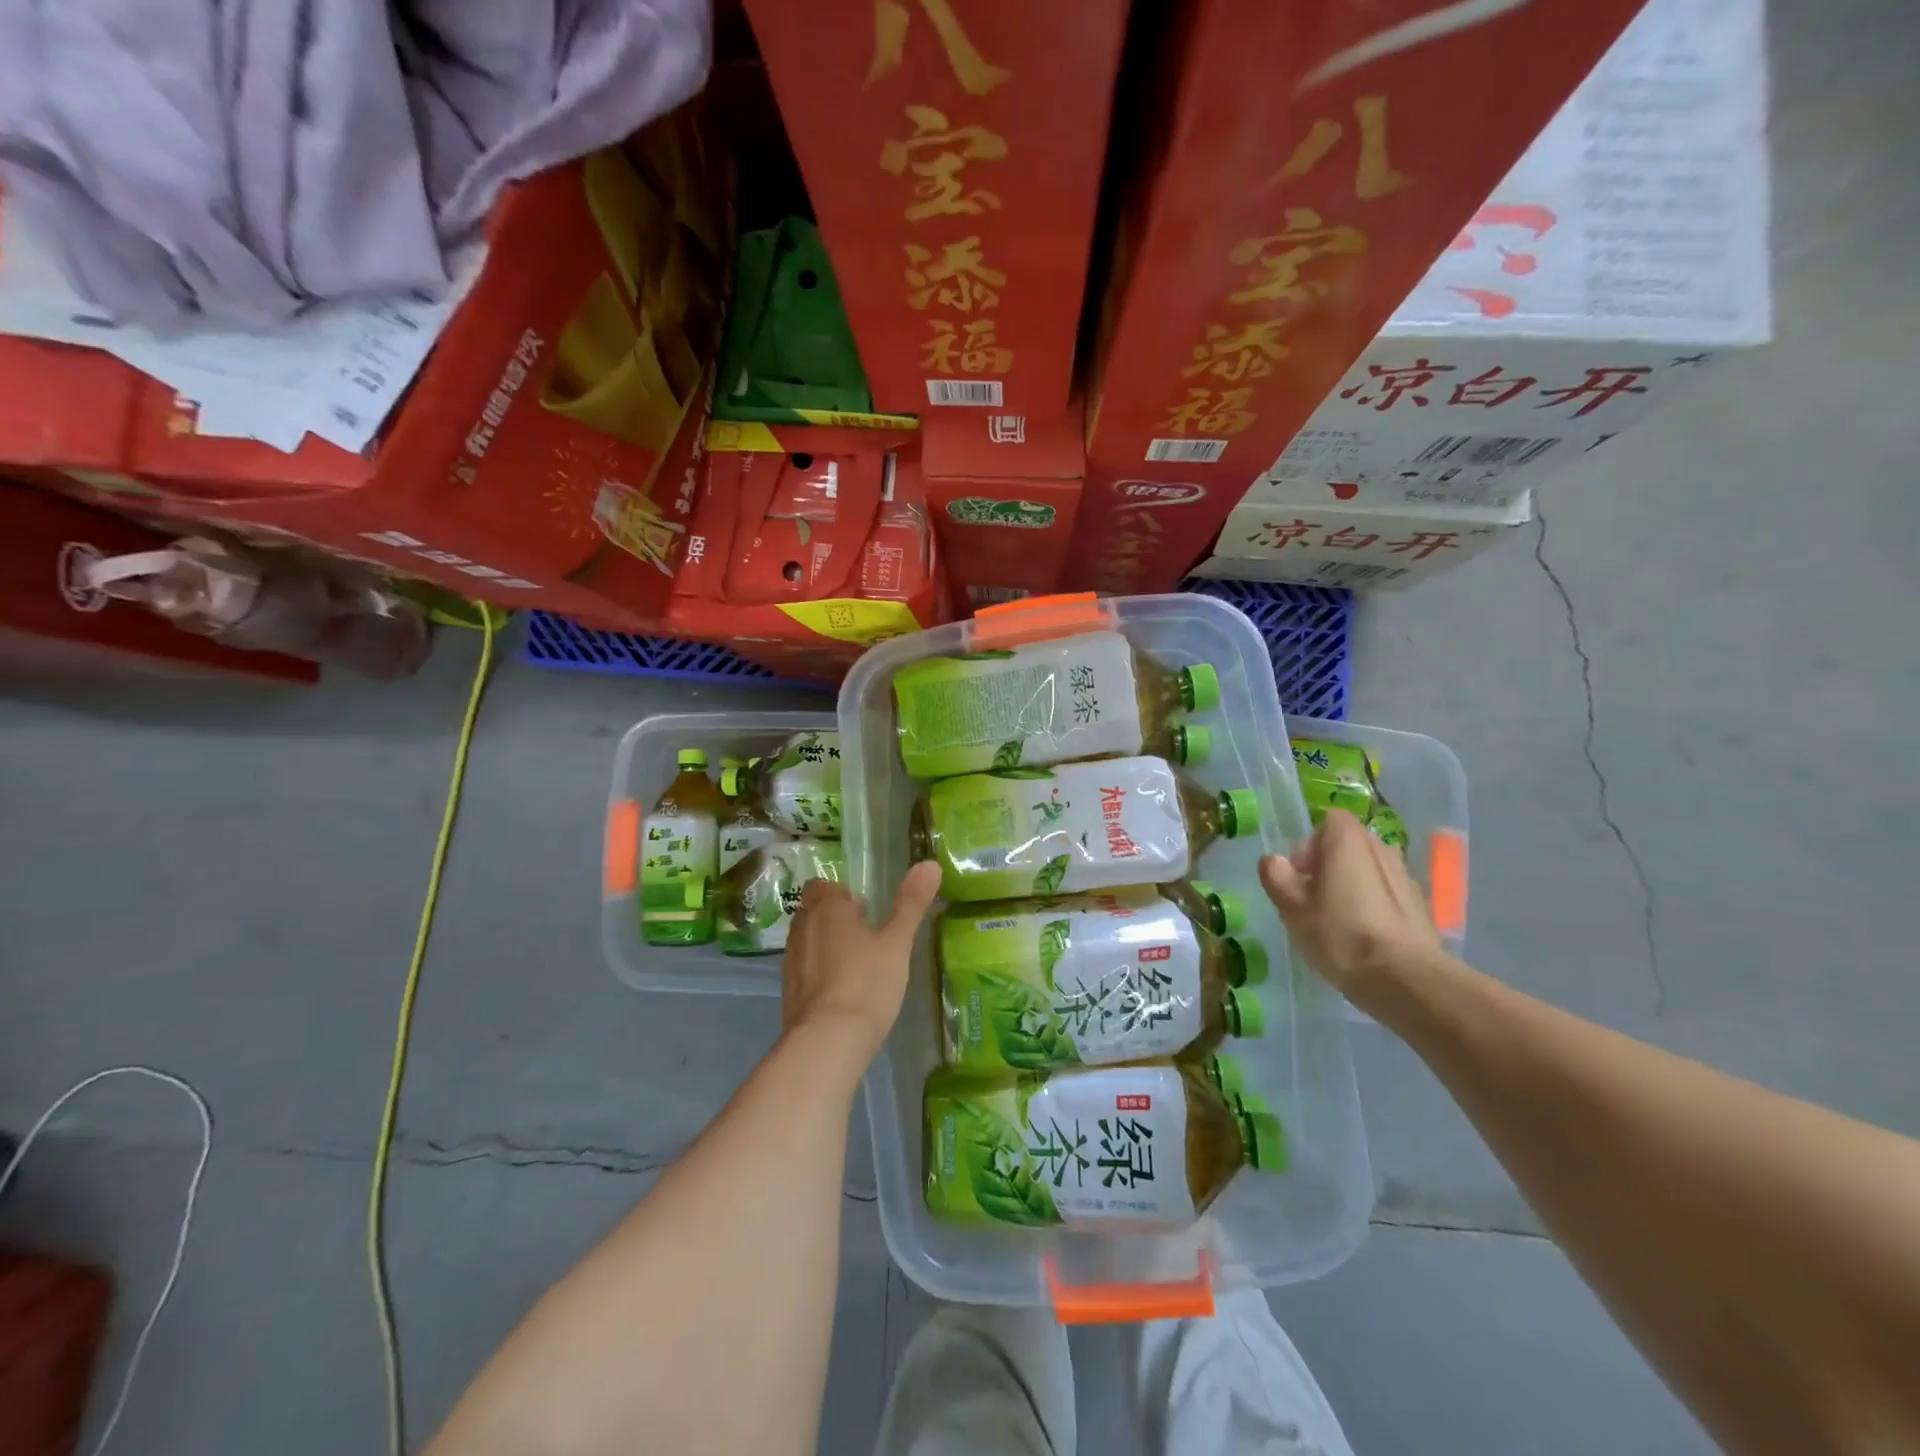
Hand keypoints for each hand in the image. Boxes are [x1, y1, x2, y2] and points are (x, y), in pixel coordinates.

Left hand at [780, 861, 941, 1066]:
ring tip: (858, 965)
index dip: (842, 895)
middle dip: (835, 919)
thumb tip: (929, 863)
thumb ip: (911, 903)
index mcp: (826, 908)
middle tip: (867, 936)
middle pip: (813, 912)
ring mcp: (790, 962)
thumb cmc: (866, 982)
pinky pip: (804, 971)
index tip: (866, 911)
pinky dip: (819, 974)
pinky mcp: (788, 993)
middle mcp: (802, 928)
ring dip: (827, 946)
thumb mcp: (897, 942)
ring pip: (808, 941)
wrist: (827, 1042)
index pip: (823, 886)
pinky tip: (843, 993)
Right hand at [1260, 809, 1444, 1009]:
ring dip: (1350, 886)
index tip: (1299, 875)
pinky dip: (1371, 906)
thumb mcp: (1292, 907)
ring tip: (1336, 921)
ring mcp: (1405, 877)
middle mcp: (1381, 848)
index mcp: (1349, 841)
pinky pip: (1386, 894)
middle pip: (1348, 845)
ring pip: (1368, 870)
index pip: (1328, 821)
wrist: (1406, 980)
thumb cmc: (1341, 934)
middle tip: (1311, 899)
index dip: (1309, 844)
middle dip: (1327, 865)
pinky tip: (1362, 938)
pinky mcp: (1420, 906)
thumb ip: (1276, 876)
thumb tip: (1273, 860)